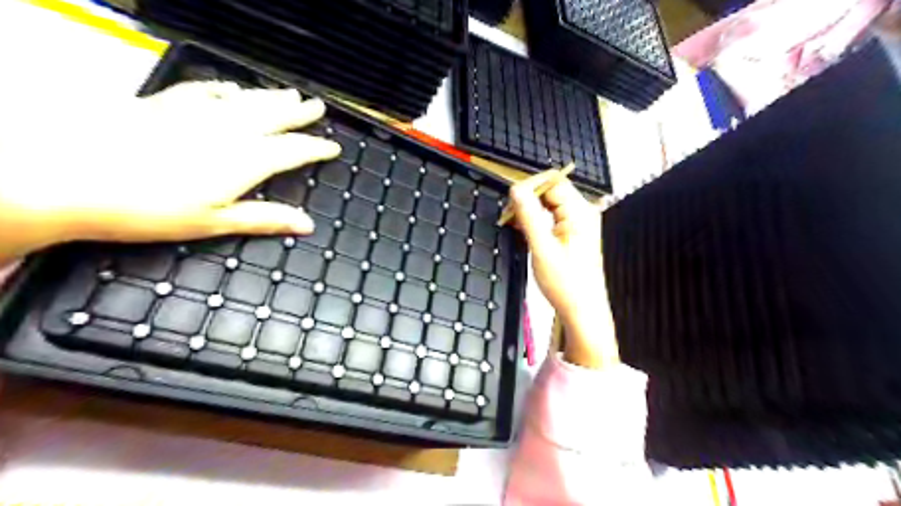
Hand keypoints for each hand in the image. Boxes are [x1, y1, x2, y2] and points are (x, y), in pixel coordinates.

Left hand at [0, 81, 342, 264]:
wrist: (70, 177)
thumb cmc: (149, 209)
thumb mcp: (214, 222)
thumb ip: (264, 218)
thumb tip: (307, 225)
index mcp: (245, 160)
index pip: (293, 150)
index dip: (317, 148)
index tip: (333, 147)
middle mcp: (228, 131)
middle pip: (273, 117)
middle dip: (300, 113)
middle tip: (318, 106)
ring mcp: (196, 113)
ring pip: (246, 100)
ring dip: (271, 97)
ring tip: (290, 93)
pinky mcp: (165, 104)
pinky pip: (204, 90)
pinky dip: (224, 88)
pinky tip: (232, 87)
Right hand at [505, 172, 620, 366]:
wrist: (582, 310)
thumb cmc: (567, 284)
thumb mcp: (542, 248)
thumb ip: (528, 216)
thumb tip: (516, 189)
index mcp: (579, 213)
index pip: (553, 182)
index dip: (530, 186)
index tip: (511, 201)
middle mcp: (582, 213)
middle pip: (551, 190)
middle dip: (528, 198)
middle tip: (509, 215)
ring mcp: (578, 223)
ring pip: (549, 202)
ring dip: (530, 209)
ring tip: (514, 223)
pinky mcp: (573, 233)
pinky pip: (551, 215)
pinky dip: (536, 219)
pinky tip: (524, 229)